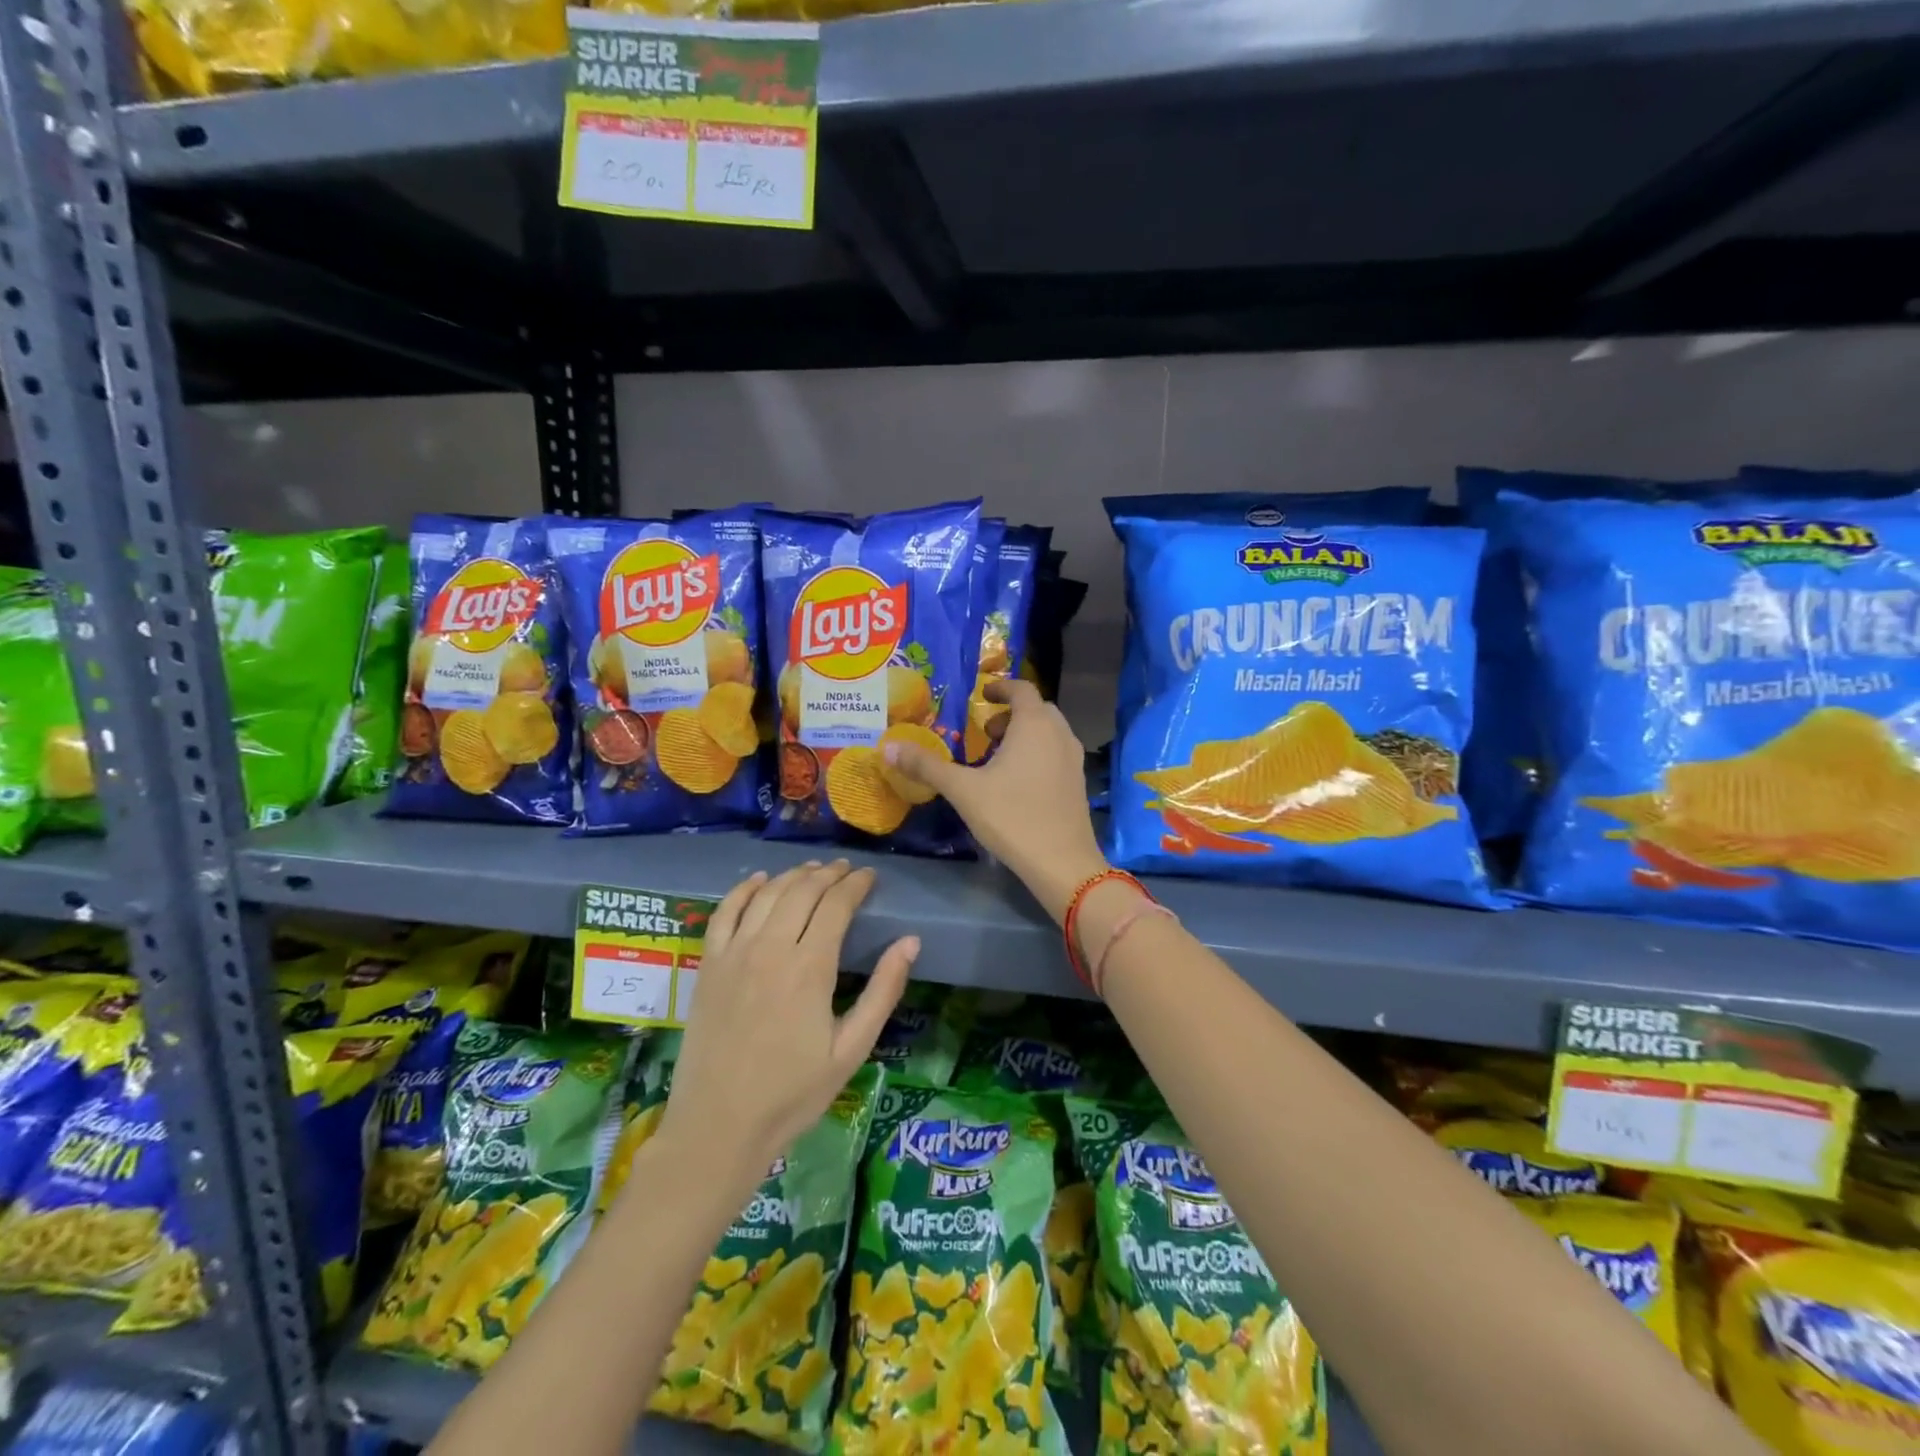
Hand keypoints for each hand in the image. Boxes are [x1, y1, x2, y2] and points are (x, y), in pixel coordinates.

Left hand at [661, 861, 916, 1182]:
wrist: (718, 1127)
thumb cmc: (792, 1094)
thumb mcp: (851, 1050)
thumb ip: (883, 991)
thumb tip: (910, 941)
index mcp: (810, 968)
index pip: (836, 905)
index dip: (856, 884)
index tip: (870, 877)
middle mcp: (770, 948)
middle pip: (803, 891)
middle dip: (829, 874)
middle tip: (846, 870)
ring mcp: (734, 953)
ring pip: (767, 894)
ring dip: (793, 875)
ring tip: (813, 870)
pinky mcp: (708, 965)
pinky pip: (725, 912)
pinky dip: (744, 889)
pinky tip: (759, 880)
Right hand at [882, 679, 1106, 921]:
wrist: (1061, 862)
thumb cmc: (1012, 816)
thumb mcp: (963, 790)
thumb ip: (927, 766)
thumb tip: (888, 748)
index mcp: (1034, 724)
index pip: (1021, 688)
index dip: (1000, 687)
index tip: (982, 694)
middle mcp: (1059, 733)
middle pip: (1036, 709)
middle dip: (1010, 714)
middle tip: (984, 731)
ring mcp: (1073, 758)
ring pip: (1048, 732)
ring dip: (1024, 734)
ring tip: (996, 757)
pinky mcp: (1078, 782)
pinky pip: (1055, 753)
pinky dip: (1037, 753)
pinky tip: (1016, 781)